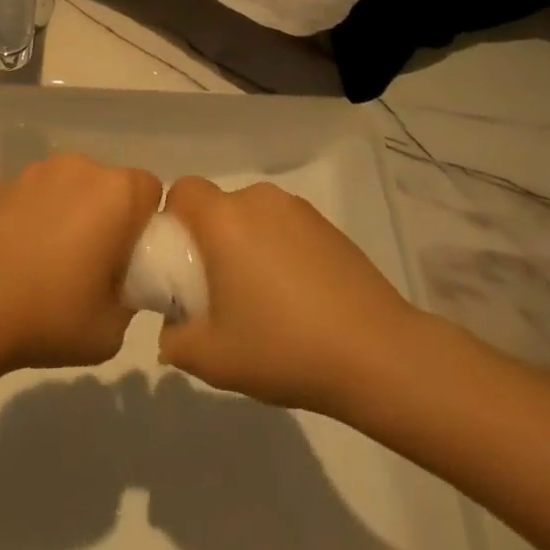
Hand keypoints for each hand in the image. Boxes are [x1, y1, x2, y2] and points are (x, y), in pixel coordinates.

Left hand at [0, 153, 161, 396]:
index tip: (130, 257)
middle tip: (91, 263)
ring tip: (46, 260)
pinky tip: (13, 253)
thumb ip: (131, 297)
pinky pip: (29, 194)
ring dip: (66, 211)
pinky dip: (30, 215)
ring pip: (67, 185)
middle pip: (107, 184)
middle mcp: (79, 168)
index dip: (146, 222)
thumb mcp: (111, 329)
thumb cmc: (49, 316)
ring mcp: (34, 170)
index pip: (150, 189)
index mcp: (115, 194)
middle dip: (106, 215)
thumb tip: (123, 283)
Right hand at [157, 177, 417, 415]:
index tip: (181, 263)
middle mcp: (257, 199)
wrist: (376, 353)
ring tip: (263, 301)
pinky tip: (299, 299)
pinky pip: (285, 228)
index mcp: (223, 219)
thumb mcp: (214, 360)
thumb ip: (176, 341)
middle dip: (211, 241)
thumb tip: (172, 329)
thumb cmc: (283, 347)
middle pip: (218, 207)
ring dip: (247, 246)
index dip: (173, 219)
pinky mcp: (327, 226)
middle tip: (219, 293)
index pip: (182, 190)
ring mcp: (297, 209)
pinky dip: (280, 252)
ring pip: (253, 218)